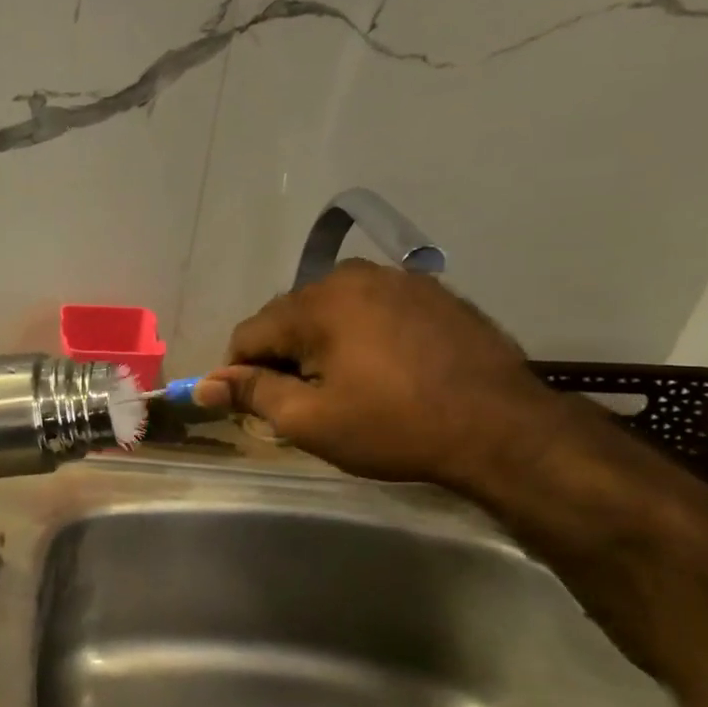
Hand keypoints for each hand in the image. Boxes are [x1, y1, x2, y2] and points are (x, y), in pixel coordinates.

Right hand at [191, 261, 561, 488]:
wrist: (504, 430)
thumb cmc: (395, 427)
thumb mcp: (310, 421)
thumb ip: (252, 394)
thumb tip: (203, 385)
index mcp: (317, 303)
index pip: (248, 333)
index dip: (240, 372)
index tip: (256, 407)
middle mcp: (353, 276)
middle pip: (288, 317)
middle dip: (283, 357)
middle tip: (303, 403)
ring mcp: (399, 279)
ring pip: (330, 312)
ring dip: (321, 346)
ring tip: (344, 388)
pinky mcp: (433, 293)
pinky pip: (371, 311)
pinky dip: (360, 337)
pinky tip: (382, 372)